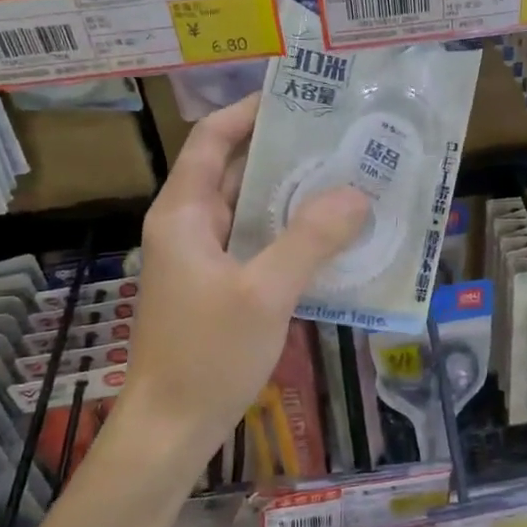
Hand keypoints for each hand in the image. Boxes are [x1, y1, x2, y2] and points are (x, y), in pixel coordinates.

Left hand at [116, 94, 367, 470]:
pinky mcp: (215, 286)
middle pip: (234, 170)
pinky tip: (327, 236)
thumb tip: (357, 194)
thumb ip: (310, 240)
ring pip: (247, 209)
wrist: (170, 429)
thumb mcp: (266, 293)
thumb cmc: (208, 354)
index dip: (249, 112)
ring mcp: (200, 258)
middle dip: (283, 152)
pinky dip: (286, 232)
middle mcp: (187, 226)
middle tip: (338, 139)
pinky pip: (253, 242)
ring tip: (344, 178)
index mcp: (184, 213)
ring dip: (289, 194)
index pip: (212, 140)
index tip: (298, 97)